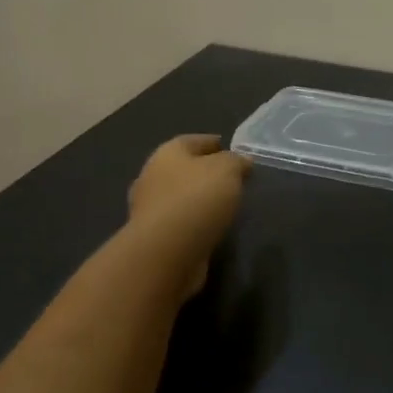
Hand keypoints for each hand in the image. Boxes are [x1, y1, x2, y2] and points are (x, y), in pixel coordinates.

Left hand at [129, 135, 250, 294]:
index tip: (231, 149)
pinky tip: (211, 227)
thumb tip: (242, 162)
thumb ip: (236, 162)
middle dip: (205, 172)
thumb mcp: (227, 170)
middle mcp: (152, 177)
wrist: (167, 252)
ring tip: (225, 205)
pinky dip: (195, 221)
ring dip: (199, 199)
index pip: (192, 141)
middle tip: (231, 179)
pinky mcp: (155, 237)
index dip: (213, 142)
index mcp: (167, 154)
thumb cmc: (197, 199)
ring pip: (180, 197)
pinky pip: (180, 222)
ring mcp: (150, 209)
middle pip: (183, 169)